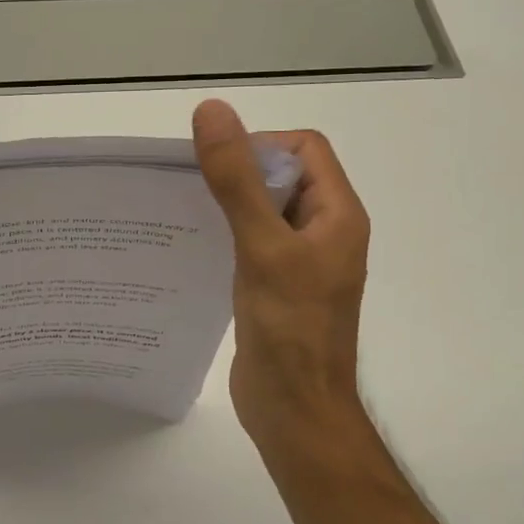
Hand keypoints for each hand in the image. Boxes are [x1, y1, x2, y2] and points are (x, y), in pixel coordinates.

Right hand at [193, 100, 372, 454]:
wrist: (295, 413)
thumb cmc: (290, 330)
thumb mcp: (262, 247)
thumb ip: (237, 180)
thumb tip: (212, 111)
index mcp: (337, 215)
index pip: (305, 149)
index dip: (262, 146)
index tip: (219, 169)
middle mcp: (323, 232)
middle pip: (282, 177)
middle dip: (239, 174)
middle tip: (192, 189)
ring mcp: (300, 262)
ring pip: (263, 211)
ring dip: (228, 205)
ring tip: (186, 214)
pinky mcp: (276, 287)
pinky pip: (251, 244)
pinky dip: (225, 236)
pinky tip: (193, 248)